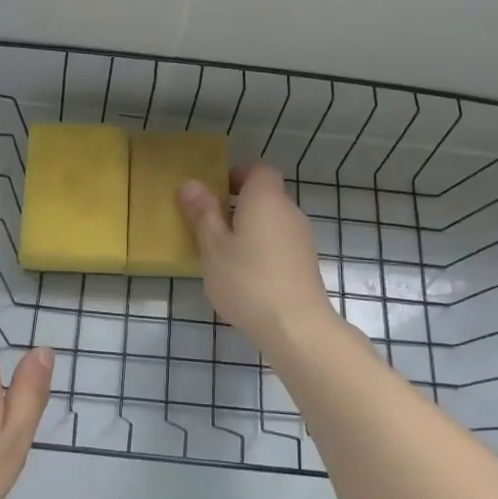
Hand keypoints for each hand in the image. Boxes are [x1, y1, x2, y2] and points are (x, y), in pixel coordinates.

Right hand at [179, 163, 335, 351]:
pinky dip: (263, 251)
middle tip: (210, 229)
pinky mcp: (306, 264)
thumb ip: (203, 214)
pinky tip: (246, 278)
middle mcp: (289, 212)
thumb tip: (191, 183)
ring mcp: (302, 239)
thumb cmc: (248, 281)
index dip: (236, 176)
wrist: (297, 328)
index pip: (258, 170)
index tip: (214, 195)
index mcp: (266, 199)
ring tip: (224, 257)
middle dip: (238, 207)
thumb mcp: (213, 247)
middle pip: (265, 197)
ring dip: (250, 231)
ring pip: (272, 223)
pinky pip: (280, 245)